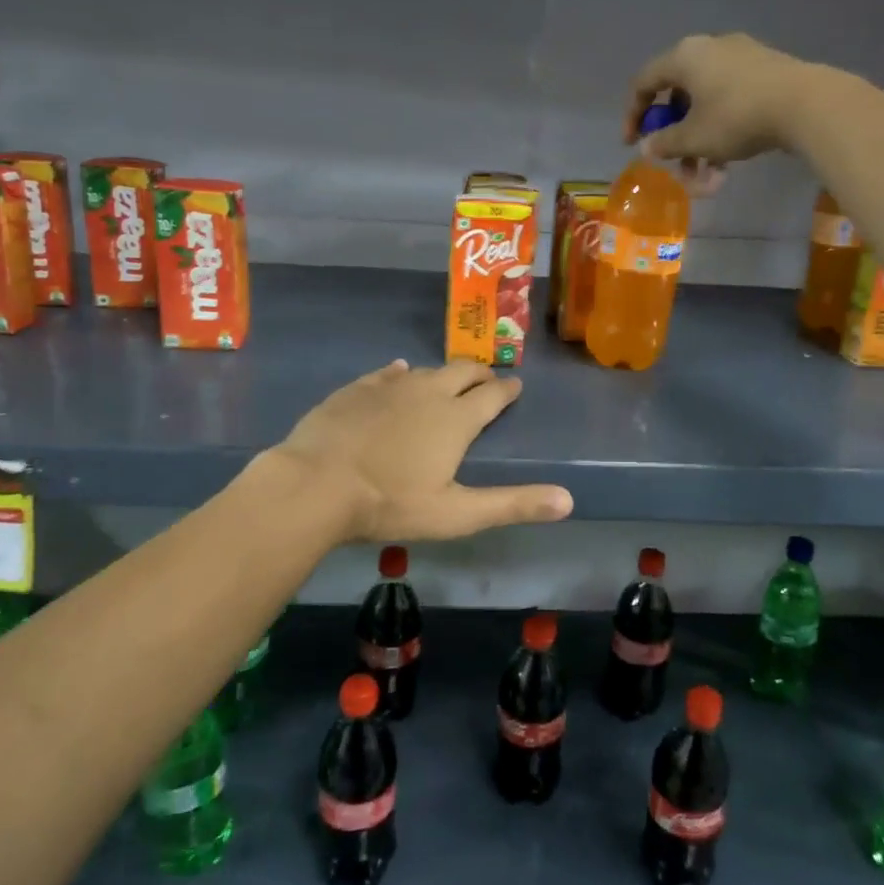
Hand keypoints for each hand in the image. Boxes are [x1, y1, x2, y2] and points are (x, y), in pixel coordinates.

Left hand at [269, 359, 573, 541]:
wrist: (315, 484)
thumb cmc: (390, 503)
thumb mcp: (457, 514)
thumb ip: (512, 505)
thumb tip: (568, 500)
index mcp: (457, 419)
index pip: (493, 395)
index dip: (508, 390)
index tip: (516, 386)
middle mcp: (429, 392)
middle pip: (463, 371)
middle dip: (480, 374)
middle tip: (487, 380)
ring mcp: (390, 386)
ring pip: (427, 370)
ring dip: (443, 375)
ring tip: (448, 382)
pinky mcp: (357, 388)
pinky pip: (389, 372)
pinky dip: (402, 373)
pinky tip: (400, 372)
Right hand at [624, 33, 834, 164]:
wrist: (805, 104)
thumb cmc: (736, 117)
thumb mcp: (693, 138)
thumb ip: (664, 143)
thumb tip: (647, 146)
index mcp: (684, 57)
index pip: (644, 82)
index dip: (633, 115)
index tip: (632, 144)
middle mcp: (709, 48)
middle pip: (678, 96)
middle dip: (675, 139)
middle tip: (675, 166)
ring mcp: (740, 57)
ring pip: (706, 104)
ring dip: (699, 143)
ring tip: (707, 178)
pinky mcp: (765, 71)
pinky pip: (729, 101)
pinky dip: (721, 131)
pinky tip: (729, 163)